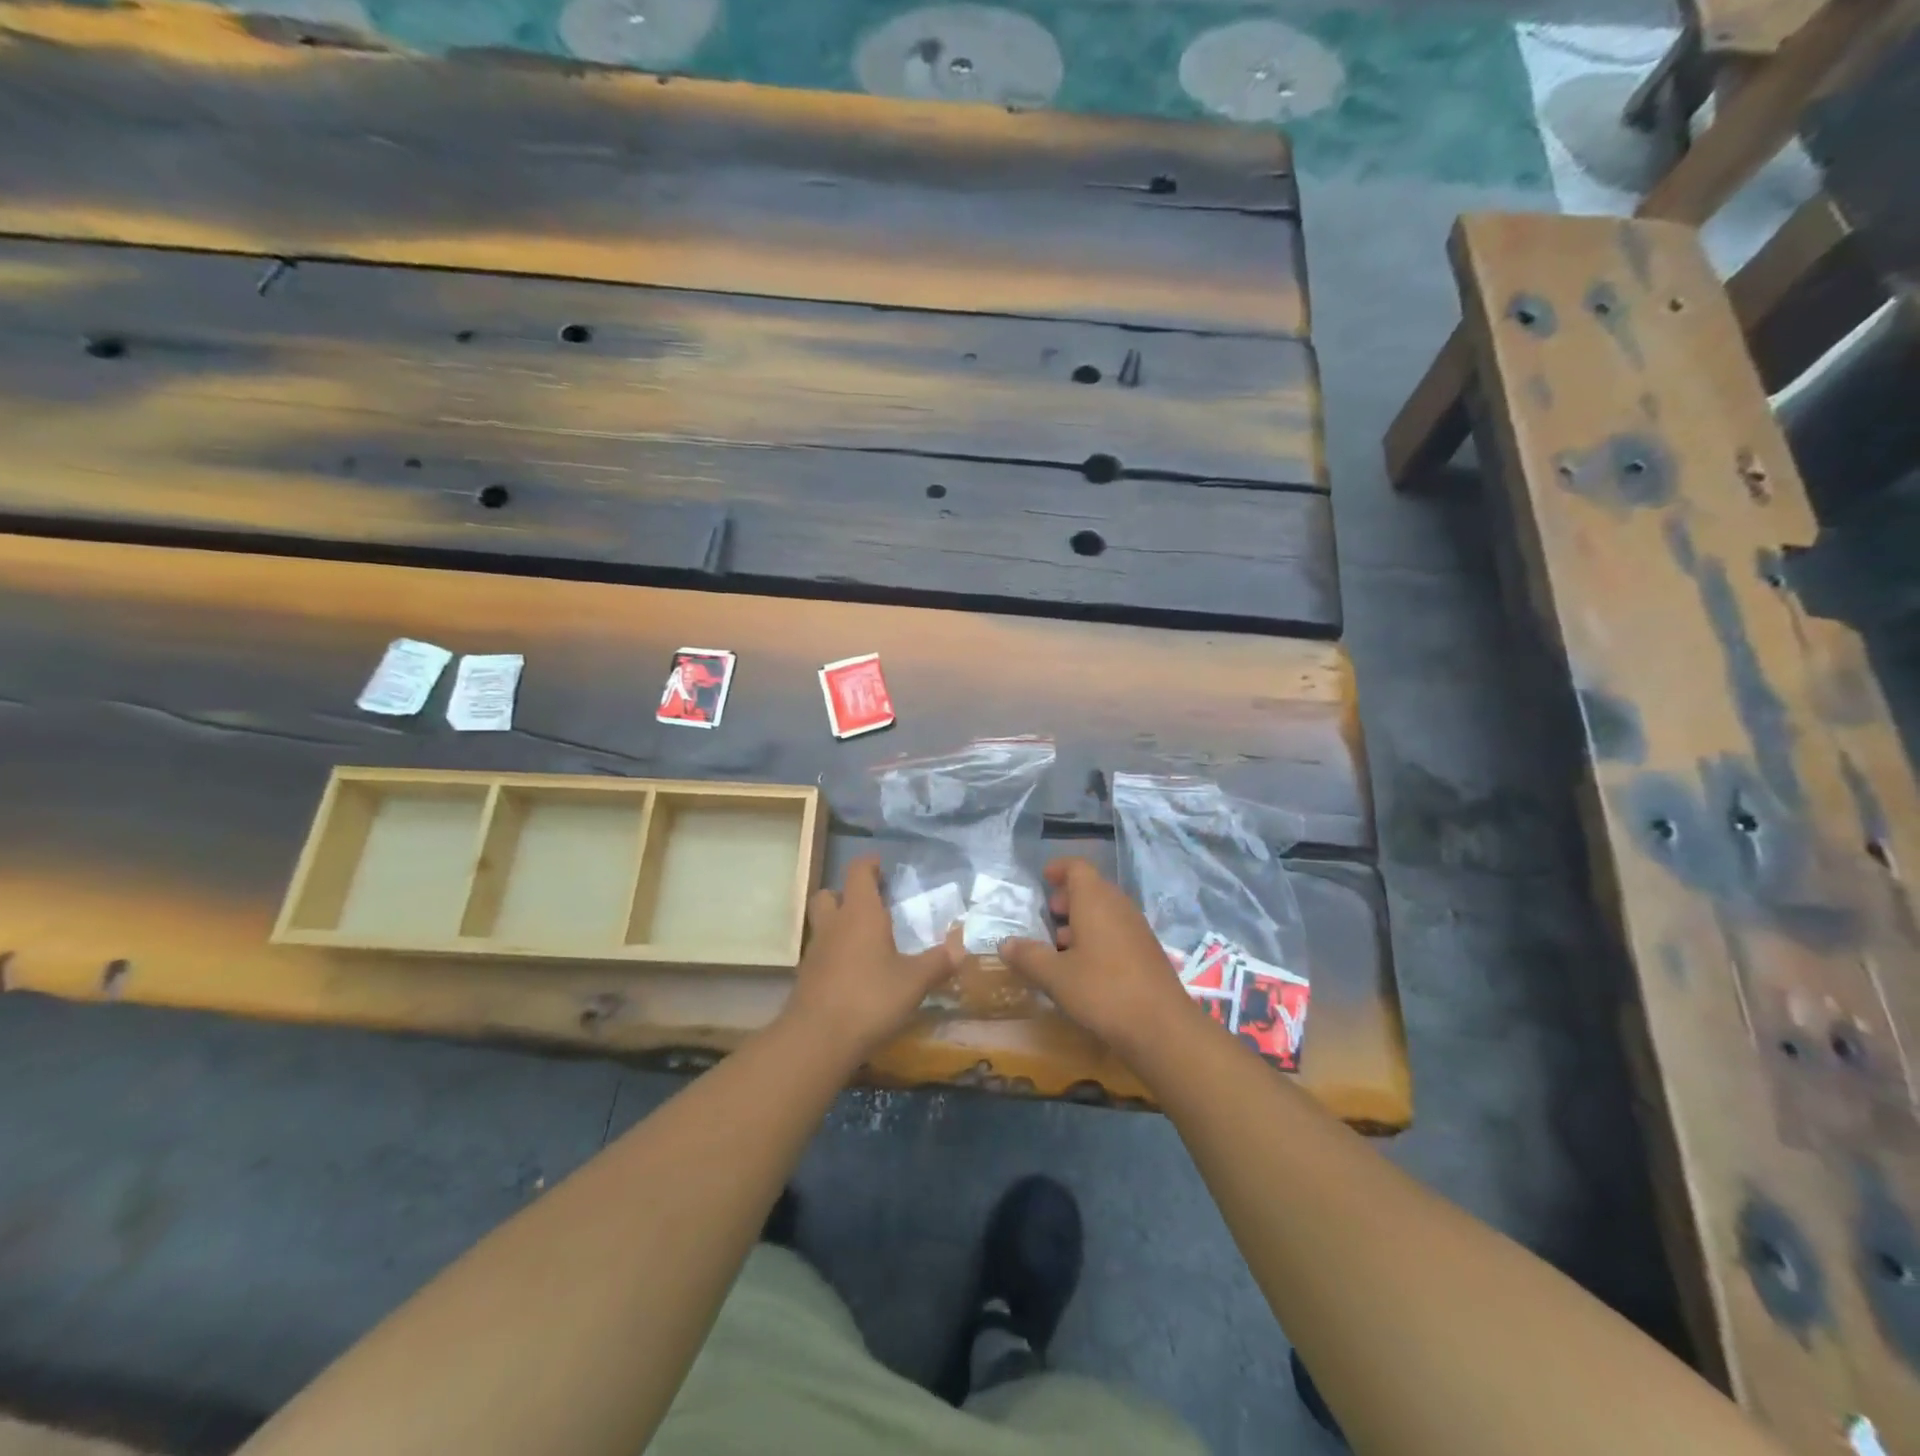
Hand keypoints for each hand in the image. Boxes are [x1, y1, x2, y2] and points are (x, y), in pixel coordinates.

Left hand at [780, 857, 961, 1064]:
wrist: (817, 1038)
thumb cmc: (870, 997)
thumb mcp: (914, 981)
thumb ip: (938, 962)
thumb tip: (961, 947)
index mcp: (860, 913)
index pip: (858, 872)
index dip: (869, 864)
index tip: (881, 865)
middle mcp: (834, 924)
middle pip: (830, 894)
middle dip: (847, 894)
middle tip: (870, 905)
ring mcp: (815, 951)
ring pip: (823, 924)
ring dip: (840, 924)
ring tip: (865, 941)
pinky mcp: (806, 977)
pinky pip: (821, 952)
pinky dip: (835, 954)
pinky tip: (854, 972)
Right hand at [999, 857, 1197, 1061]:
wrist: (1162, 1027)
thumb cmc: (1103, 990)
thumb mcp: (1056, 976)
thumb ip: (1028, 956)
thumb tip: (1005, 943)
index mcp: (1095, 900)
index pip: (1077, 867)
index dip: (1059, 869)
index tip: (1043, 878)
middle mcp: (1118, 906)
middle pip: (1092, 888)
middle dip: (1068, 898)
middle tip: (1048, 916)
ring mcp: (1137, 929)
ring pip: (1105, 912)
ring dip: (1082, 921)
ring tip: (1059, 946)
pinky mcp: (1147, 952)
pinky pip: (1117, 931)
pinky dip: (1098, 938)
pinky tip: (1084, 967)